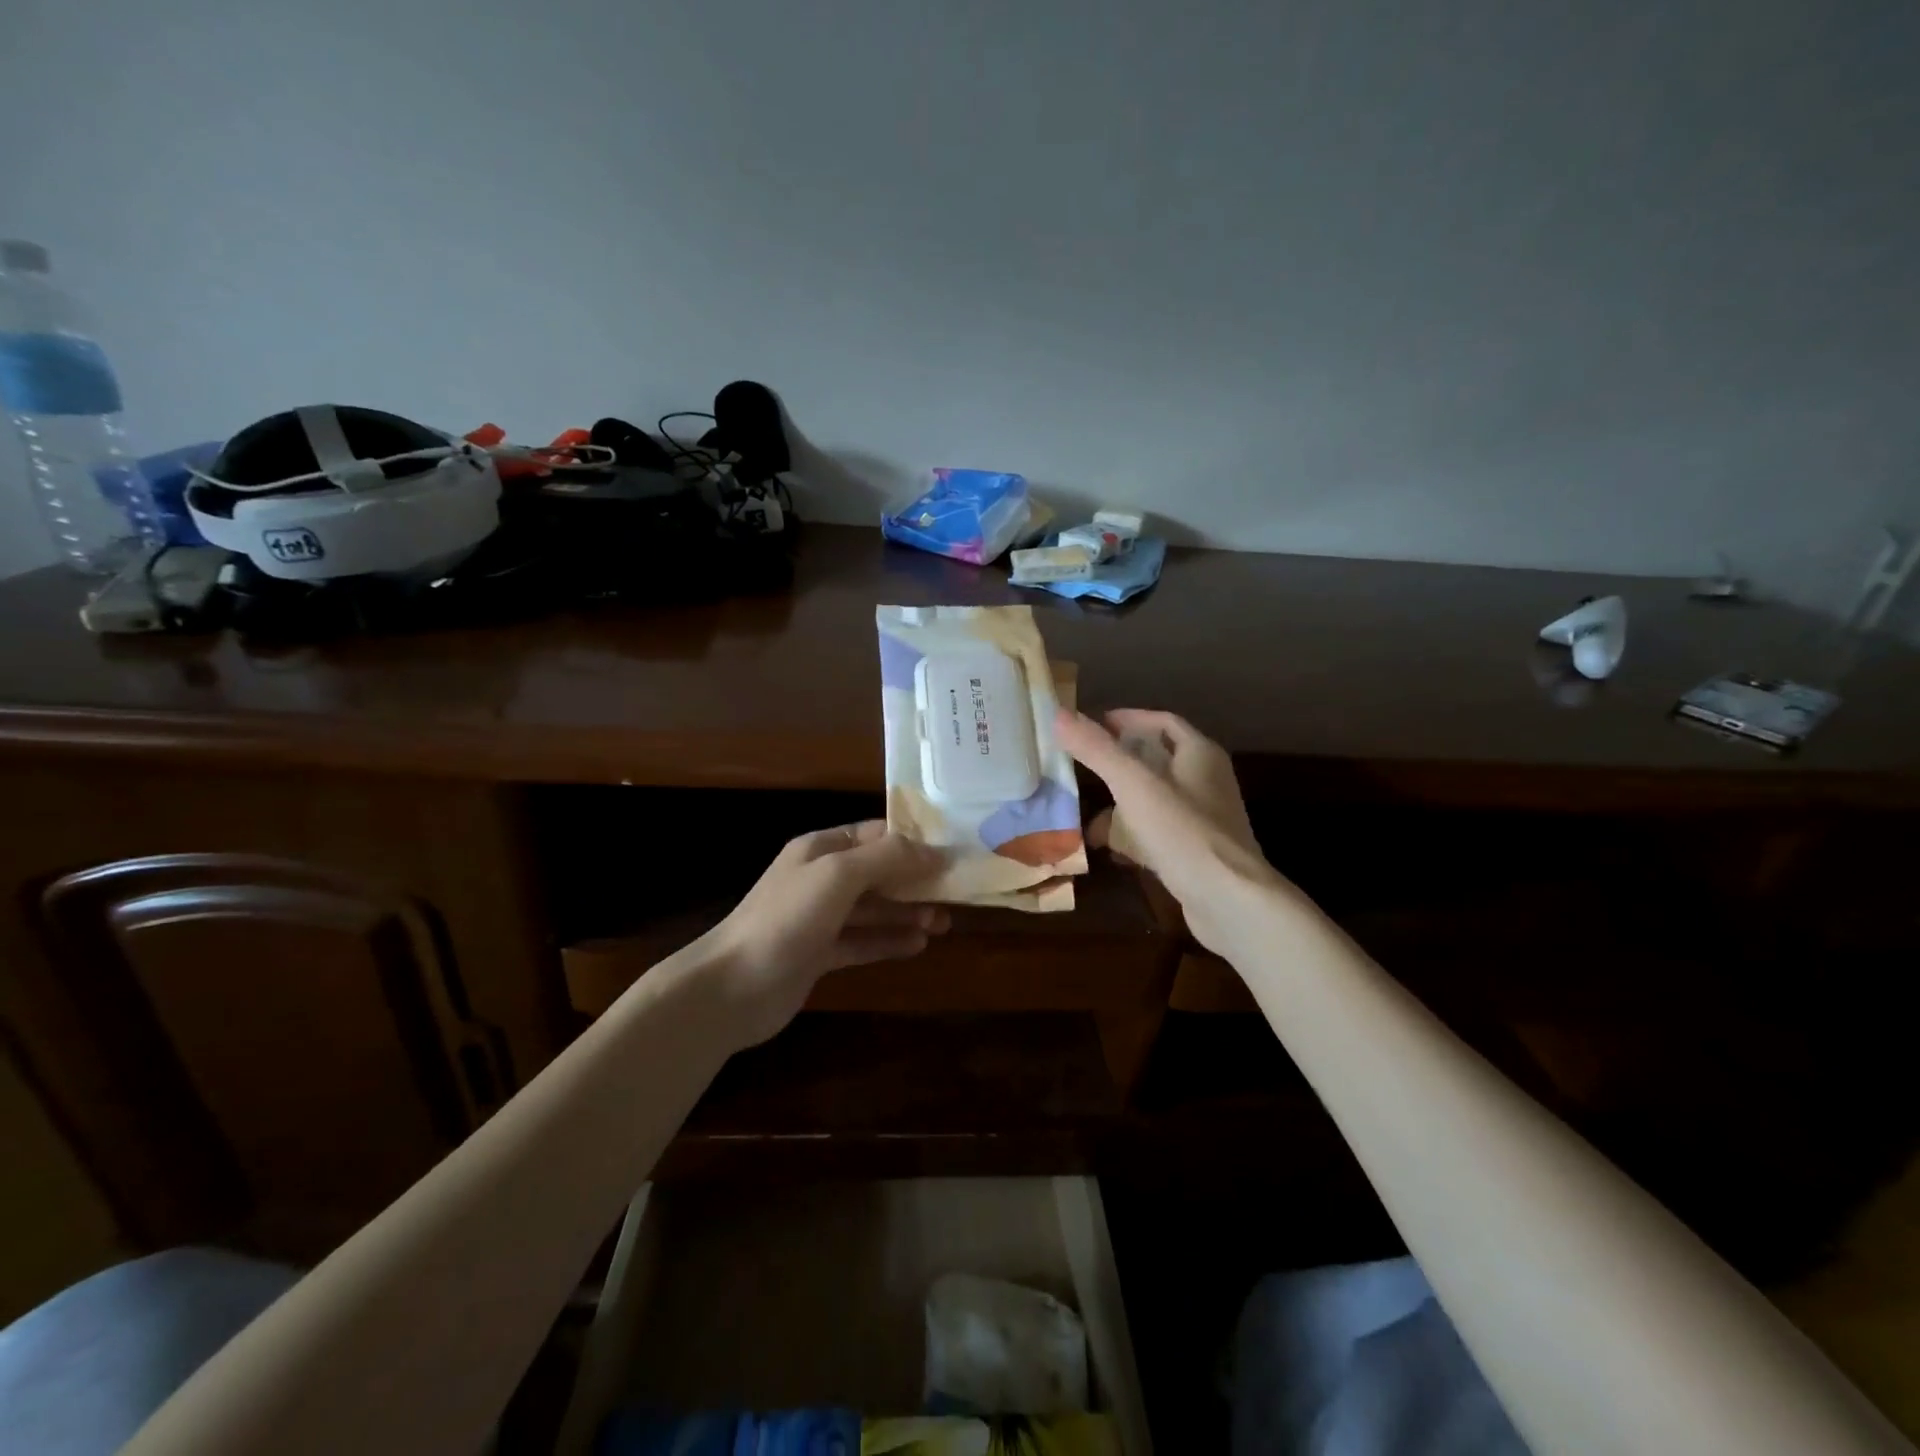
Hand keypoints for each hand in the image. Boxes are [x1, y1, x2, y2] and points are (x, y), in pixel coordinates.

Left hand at [695, 821, 950, 1044]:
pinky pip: (862, 942)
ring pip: (873, 909)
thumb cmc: (786, 919)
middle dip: (915, 881)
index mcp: (821, 849)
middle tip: (955, 894)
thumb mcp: (838, 876)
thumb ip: (886, 859)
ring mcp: (819, 918)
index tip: (951, 855)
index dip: (913, 843)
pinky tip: (918, 946)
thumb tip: (933, 851)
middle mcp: (821, 879)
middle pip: (878, 873)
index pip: (875, 835)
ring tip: (943, 923)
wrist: (731, 988)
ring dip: (907, 913)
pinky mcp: (819, 955)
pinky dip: (889, 942)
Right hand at [1055, 707, 1291, 955]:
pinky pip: (1156, 834)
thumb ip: (1098, 750)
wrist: (1231, 903)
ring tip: (1084, 809)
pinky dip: (1131, 835)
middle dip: (1119, 762)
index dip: (1129, 719)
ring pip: (1154, 800)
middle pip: (1158, 760)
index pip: (1163, 722)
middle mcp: (1206, 782)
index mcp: (1200, 755)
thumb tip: (1059, 714)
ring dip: (1121, 803)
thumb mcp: (1135, 785)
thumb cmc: (1184, 833)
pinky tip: (1107, 848)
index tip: (1093, 723)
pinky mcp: (1195, 854)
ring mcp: (1202, 820)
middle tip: (1081, 764)